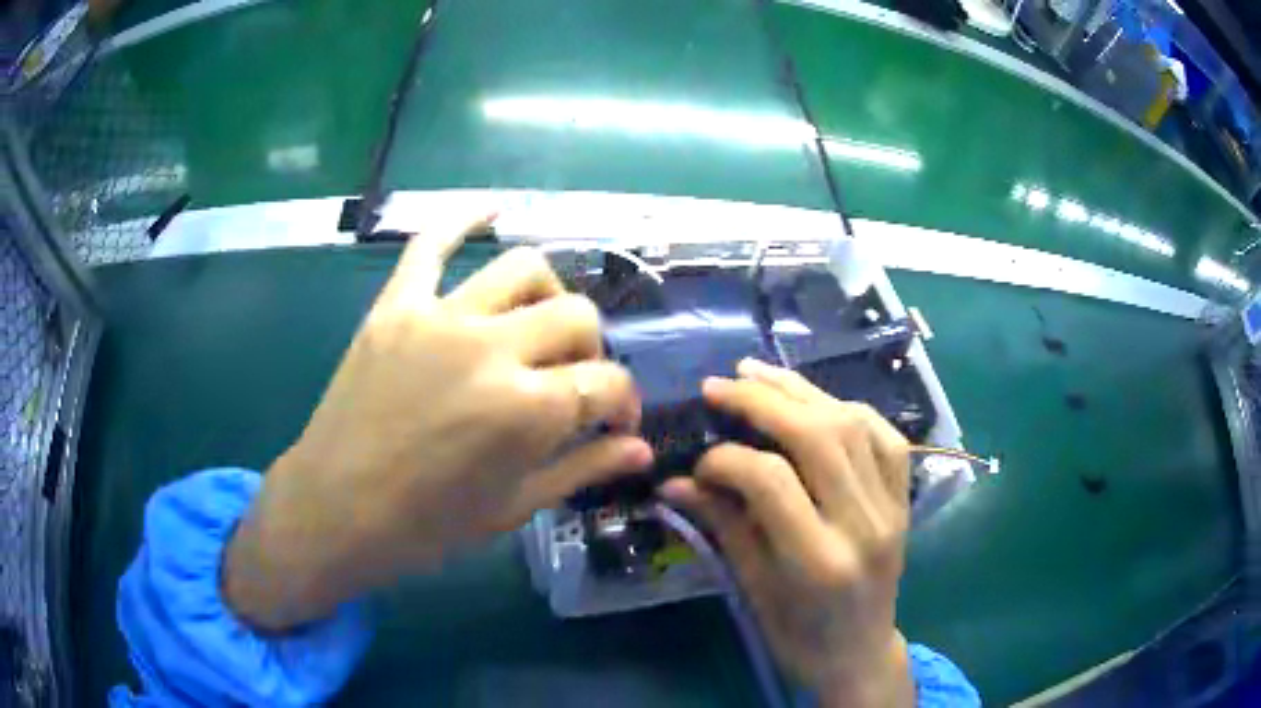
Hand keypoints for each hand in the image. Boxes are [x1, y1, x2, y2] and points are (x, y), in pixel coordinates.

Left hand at [223, 215, 652, 630]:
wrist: (336, 509)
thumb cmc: (427, 525)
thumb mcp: (514, 509)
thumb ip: (583, 470)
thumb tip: (641, 449)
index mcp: (527, 410)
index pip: (607, 383)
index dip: (624, 403)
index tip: (615, 422)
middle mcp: (492, 349)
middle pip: (577, 316)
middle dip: (591, 352)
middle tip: (570, 382)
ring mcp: (440, 317)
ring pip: (524, 268)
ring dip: (549, 295)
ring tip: (536, 325)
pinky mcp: (396, 305)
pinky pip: (431, 243)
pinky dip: (462, 218)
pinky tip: (491, 210)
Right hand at [661, 359, 914, 707]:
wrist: (859, 652)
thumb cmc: (797, 634)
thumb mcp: (751, 587)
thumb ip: (721, 526)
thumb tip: (675, 481)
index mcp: (818, 559)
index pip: (771, 480)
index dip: (725, 460)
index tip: (697, 466)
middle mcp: (863, 524)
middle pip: (817, 434)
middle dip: (761, 400)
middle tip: (718, 385)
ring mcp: (891, 506)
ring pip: (852, 423)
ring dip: (801, 391)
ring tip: (757, 373)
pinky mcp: (904, 498)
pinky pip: (884, 434)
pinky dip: (848, 407)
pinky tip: (816, 400)